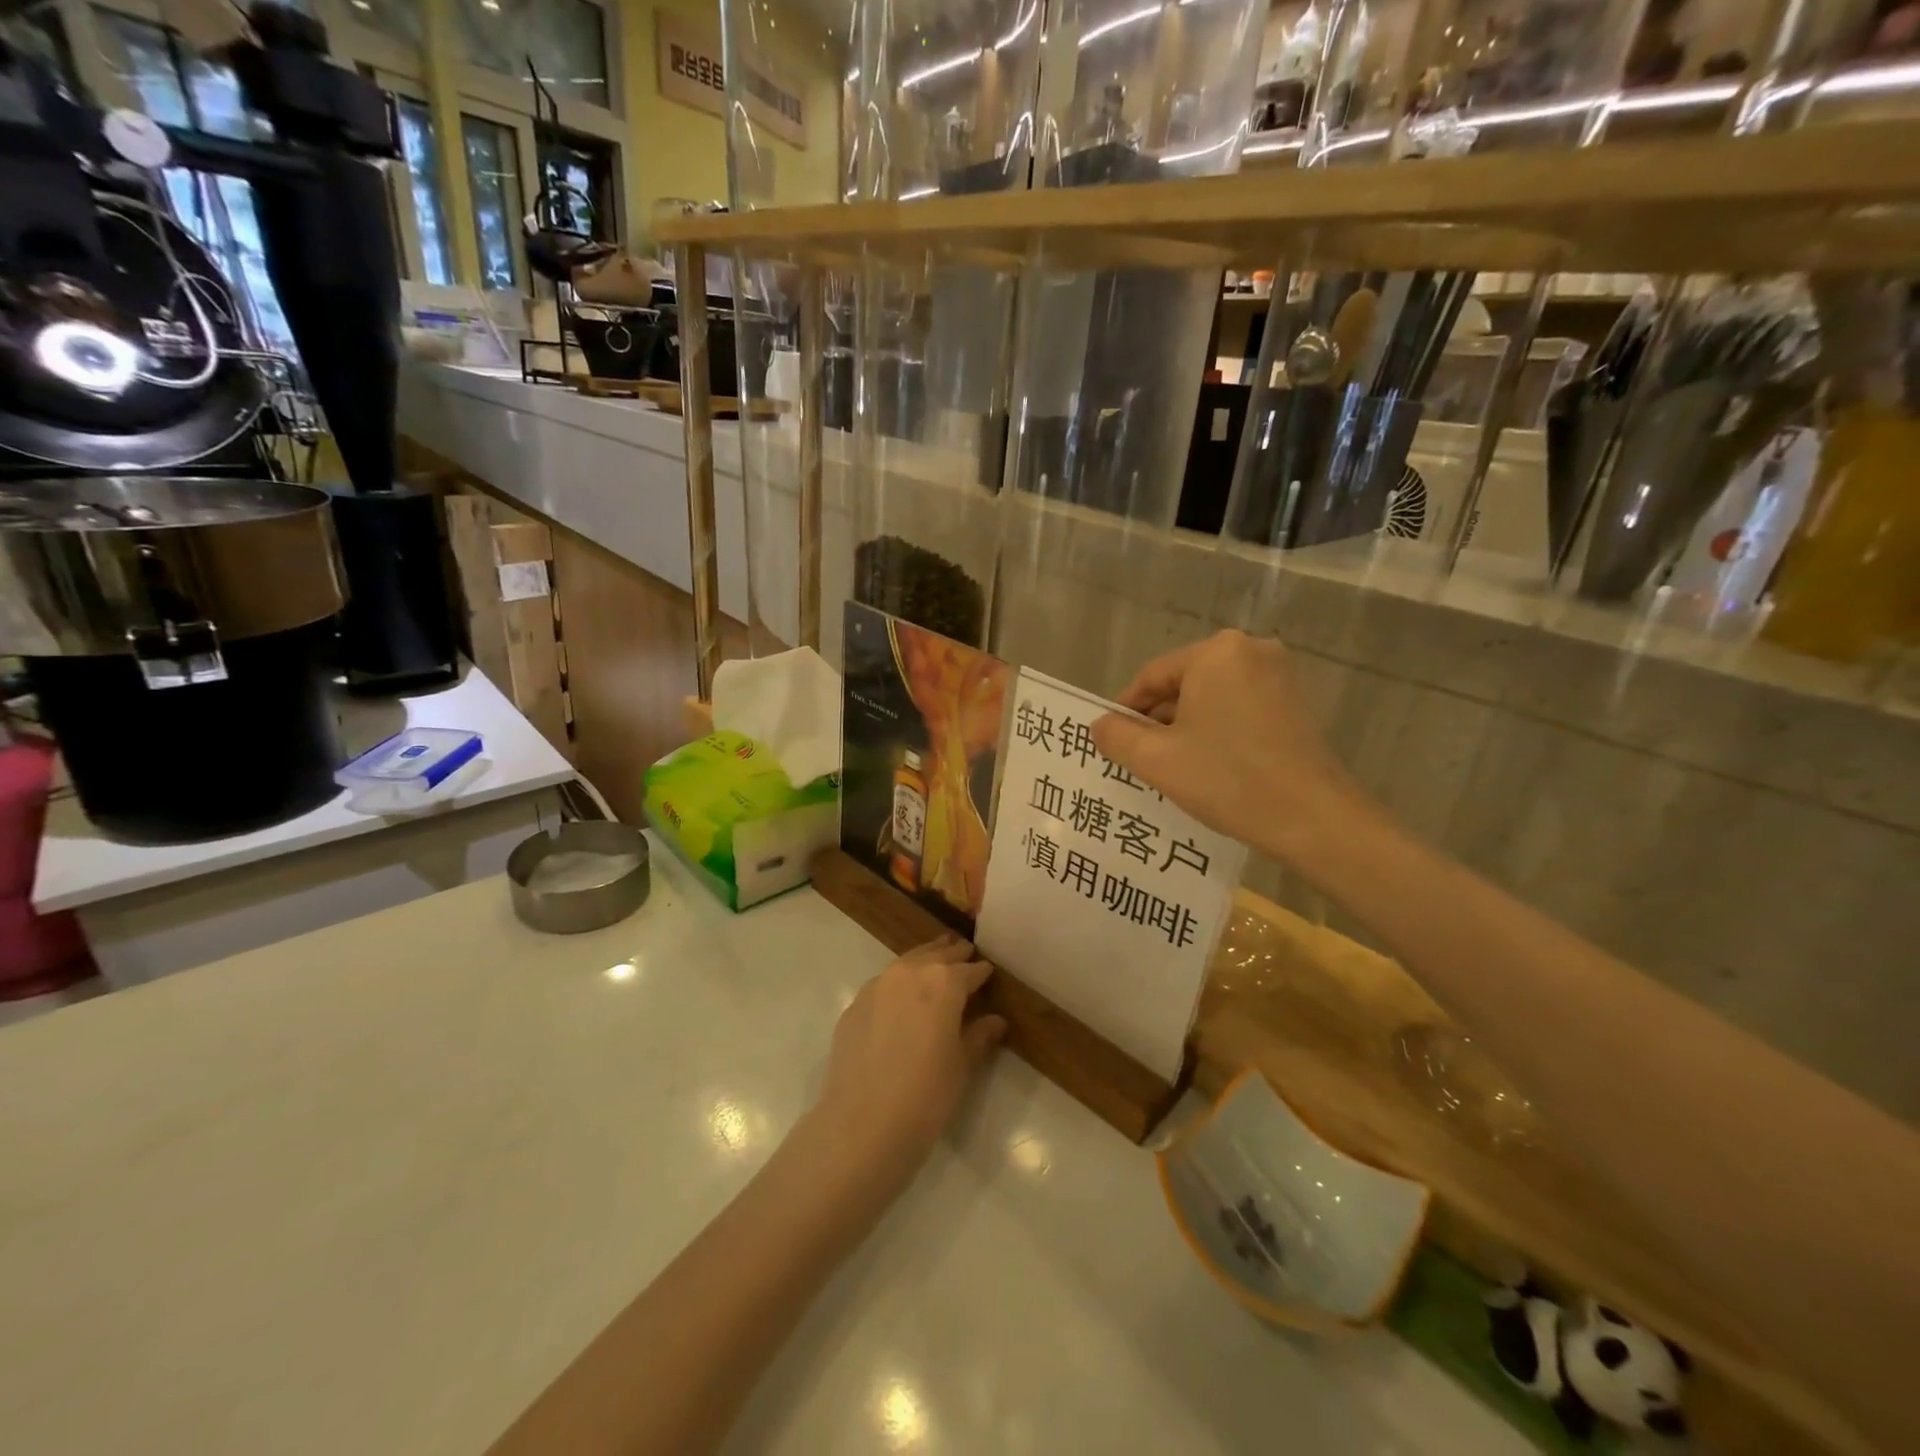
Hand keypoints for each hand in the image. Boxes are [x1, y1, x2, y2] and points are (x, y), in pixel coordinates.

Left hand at [811, 937, 1006, 1184]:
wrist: (863, 1125)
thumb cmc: (926, 1095)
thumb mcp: (962, 1066)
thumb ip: (979, 1036)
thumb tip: (995, 1020)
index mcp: (943, 983)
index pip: (969, 970)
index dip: (981, 972)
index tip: (988, 972)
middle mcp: (909, 973)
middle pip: (936, 955)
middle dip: (953, 954)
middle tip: (965, 952)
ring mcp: (877, 986)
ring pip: (907, 962)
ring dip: (924, 960)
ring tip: (936, 962)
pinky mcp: (854, 1005)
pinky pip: (883, 983)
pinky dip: (898, 982)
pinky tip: (902, 998)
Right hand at [1090, 629, 1372, 863]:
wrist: (1313, 818)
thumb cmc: (1227, 779)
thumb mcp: (1157, 760)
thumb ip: (1117, 736)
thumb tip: (1099, 725)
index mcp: (1215, 653)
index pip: (1152, 676)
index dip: (1126, 709)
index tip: (1112, 740)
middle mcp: (1250, 650)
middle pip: (1184, 683)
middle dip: (1158, 719)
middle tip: (1140, 757)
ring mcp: (1280, 675)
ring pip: (1212, 696)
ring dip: (1187, 726)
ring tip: (1172, 766)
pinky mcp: (1297, 702)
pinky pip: (1240, 707)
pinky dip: (1219, 729)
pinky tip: (1210, 764)